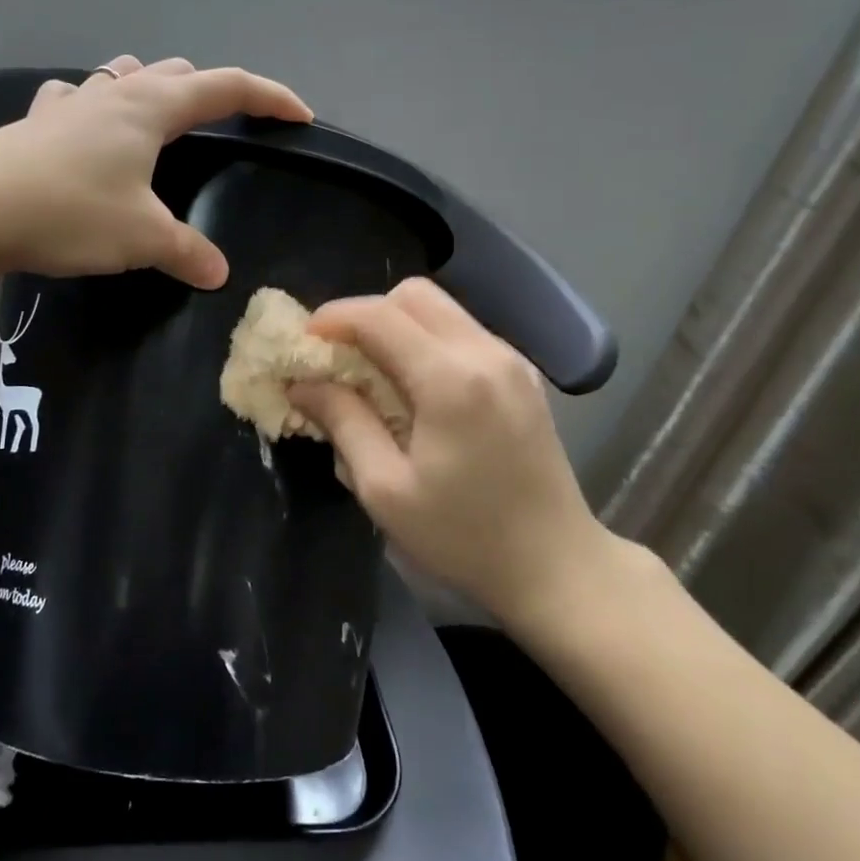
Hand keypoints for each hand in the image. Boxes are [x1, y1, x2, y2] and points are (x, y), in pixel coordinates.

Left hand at [0, 56, 311, 288]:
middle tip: (228, 124)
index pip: (227, 87)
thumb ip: (186, 252)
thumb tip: (219, 275)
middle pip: (177, 74)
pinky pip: (76, 101)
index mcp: (151, 108)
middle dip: (211, 92)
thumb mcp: (140, 238)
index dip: (269, 98)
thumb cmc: (68, 212)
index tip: (300, 115)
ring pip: (124, 77)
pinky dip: (95, 108)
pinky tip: (86, 129)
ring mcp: (69, 104)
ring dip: (152, 88)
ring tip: (161, 116)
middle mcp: (113, 94)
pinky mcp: (34, 123)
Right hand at [286, 279, 614, 627]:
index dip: (333, 318)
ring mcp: (511, 360)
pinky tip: (413, 387)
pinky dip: (425, 341)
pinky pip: (462, 333)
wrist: (556, 565)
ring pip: (440, 309)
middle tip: (337, 356)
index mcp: (451, 380)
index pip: (380, 315)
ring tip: (370, 372)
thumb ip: (343, 422)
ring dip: (396, 326)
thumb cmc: (464, 537)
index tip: (303, 342)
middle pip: (413, 295)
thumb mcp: (385, 489)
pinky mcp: (523, 376)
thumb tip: (303, 383)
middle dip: (365, 314)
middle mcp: (486, 353)